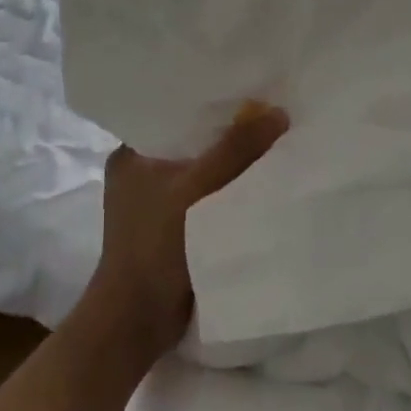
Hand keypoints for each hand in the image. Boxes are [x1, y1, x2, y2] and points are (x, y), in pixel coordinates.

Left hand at [81, 104, 289, 358]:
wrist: (139, 320)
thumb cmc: (154, 245)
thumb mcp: (195, 188)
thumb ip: (235, 150)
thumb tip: (278, 112)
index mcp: (132, 155)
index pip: (175, 115)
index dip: (211, 104)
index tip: (250, 90)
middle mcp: (143, 175)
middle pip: (195, 145)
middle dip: (230, 135)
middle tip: (273, 113)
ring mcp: (159, 206)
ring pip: (206, 174)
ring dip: (235, 167)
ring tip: (277, 143)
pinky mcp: (176, 231)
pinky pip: (212, 200)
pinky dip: (233, 194)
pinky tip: (265, 183)